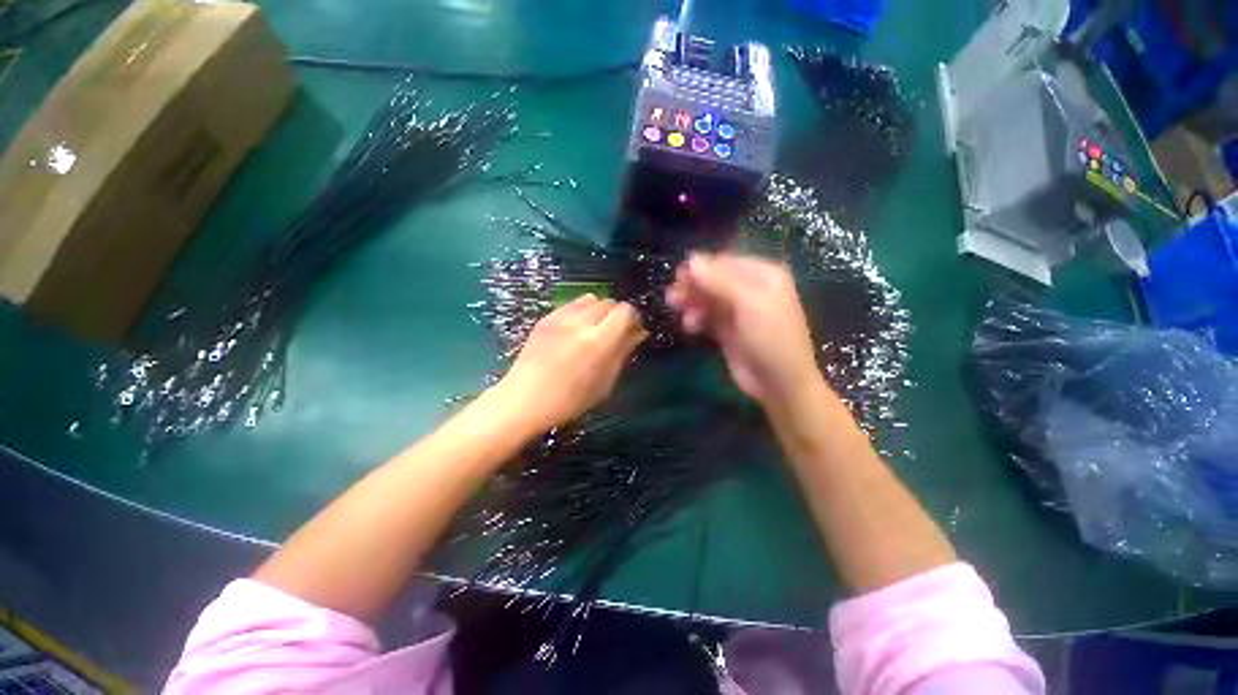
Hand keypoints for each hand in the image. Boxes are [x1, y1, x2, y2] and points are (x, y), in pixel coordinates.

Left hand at [495, 294, 646, 431]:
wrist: (525, 399)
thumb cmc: (570, 400)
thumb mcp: (605, 382)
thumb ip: (623, 352)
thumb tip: (639, 333)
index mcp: (599, 340)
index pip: (625, 311)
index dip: (633, 318)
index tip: (632, 331)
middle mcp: (581, 322)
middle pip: (609, 302)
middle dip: (616, 314)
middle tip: (614, 332)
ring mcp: (561, 317)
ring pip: (590, 298)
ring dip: (598, 310)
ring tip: (594, 328)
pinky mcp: (546, 317)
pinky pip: (571, 304)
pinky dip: (580, 312)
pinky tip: (575, 330)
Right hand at [666, 252, 821, 409]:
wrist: (780, 383)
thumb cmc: (771, 338)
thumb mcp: (748, 304)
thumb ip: (719, 281)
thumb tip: (691, 259)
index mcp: (763, 275)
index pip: (725, 262)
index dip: (701, 268)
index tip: (678, 276)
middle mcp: (750, 289)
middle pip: (714, 280)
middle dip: (693, 286)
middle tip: (673, 297)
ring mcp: (738, 311)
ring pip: (707, 298)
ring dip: (691, 302)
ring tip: (678, 311)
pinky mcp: (727, 330)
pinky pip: (707, 316)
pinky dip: (696, 318)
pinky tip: (691, 327)